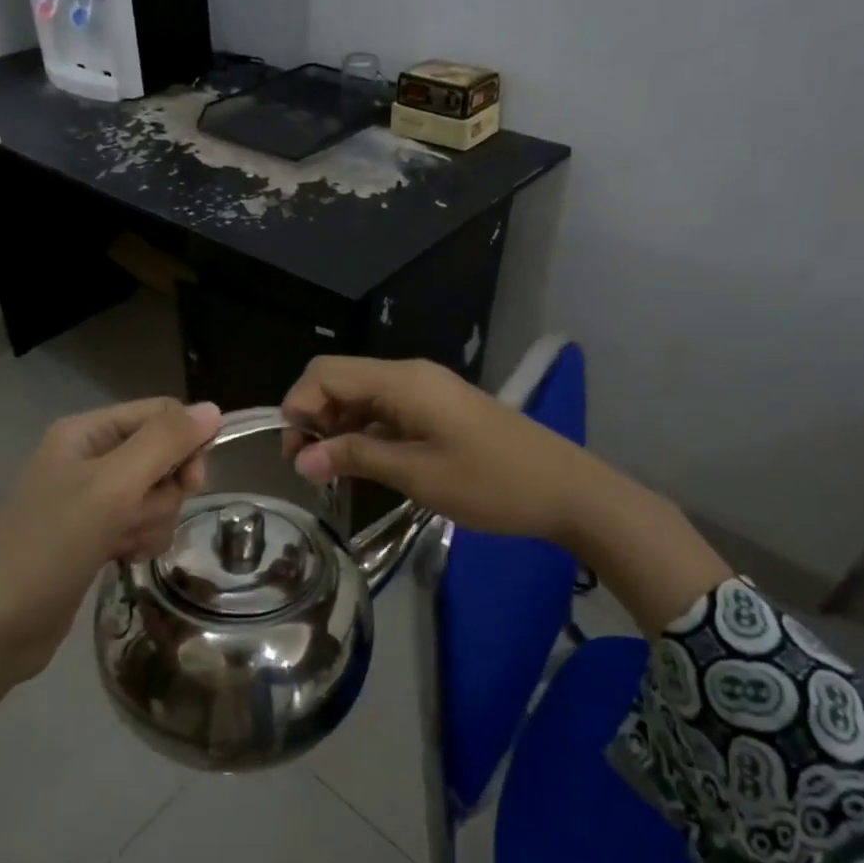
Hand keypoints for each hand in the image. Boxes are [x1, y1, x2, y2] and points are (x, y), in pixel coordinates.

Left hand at [0, 397, 221, 679]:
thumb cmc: (50, 546)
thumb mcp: (111, 486)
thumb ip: (164, 444)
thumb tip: (213, 408)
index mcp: (87, 432)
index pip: (161, 414)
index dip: (185, 443)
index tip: (192, 483)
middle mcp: (91, 458)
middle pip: (163, 458)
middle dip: (160, 493)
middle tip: (134, 516)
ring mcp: (93, 500)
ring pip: (157, 496)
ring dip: (150, 522)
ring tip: (119, 544)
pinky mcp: (97, 535)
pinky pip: (142, 525)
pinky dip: (140, 541)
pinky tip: (120, 559)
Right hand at [282, 357, 587, 542]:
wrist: (567, 489)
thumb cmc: (492, 483)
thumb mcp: (417, 474)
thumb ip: (356, 458)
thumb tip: (300, 459)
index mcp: (402, 381)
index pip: (326, 373)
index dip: (299, 406)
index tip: (296, 454)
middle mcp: (409, 376)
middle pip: (340, 380)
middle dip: (313, 417)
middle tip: (309, 467)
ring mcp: (426, 391)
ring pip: (362, 396)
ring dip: (338, 427)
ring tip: (333, 472)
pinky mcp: (438, 409)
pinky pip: (386, 411)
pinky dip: (365, 432)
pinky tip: (364, 464)